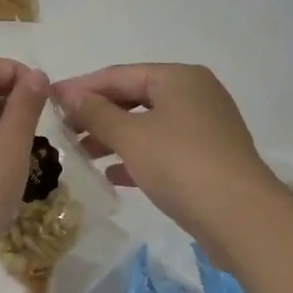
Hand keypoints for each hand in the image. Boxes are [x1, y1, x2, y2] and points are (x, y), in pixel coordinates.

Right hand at [54, 64, 281, 244]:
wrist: (242, 218)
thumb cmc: (180, 164)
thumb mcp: (130, 135)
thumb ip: (95, 112)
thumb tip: (67, 93)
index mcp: (178, 78)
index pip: (119, 74)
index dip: (82, 87)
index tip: (50, 100)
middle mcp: (195, 94)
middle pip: (135, 97)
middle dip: (98, 113)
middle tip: (64, 130)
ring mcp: (206, 127)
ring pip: (149, 124)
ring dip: (114, 137)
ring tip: (82, 153)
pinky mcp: (210, 158)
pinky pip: (164, 148)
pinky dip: (138, 156)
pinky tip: (113, 175)